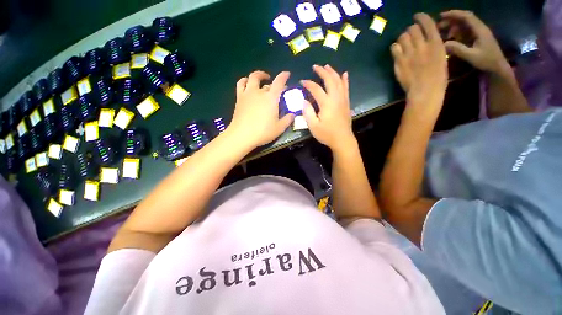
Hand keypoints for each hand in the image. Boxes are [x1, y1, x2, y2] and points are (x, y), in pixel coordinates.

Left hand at [227, 70, 294, 148]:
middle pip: (268, 83)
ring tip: (262, 78)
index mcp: (271, 98)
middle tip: (277, 89)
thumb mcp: (279, 128)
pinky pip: (241, 84)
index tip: (287, 74)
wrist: (242, 135)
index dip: (284, 76)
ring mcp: (248, 93)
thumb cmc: (263, 132)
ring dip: (259, 76)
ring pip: (252, 78)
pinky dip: (245, 81)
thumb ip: (287, 120)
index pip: (279, 82)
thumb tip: (292, 114)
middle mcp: (260, 92)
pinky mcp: (239, 98)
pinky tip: (247, 83)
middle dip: (274, 84)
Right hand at [301, 64, 355, 151]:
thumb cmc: (327, 134)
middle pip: (330, 80)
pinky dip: (345, 80)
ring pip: (339, 81)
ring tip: (327, 66)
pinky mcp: (346, 102)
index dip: (308, 83)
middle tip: (315, 66)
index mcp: (326, 103)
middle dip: (322, 71)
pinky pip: (346, 88)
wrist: (342, 140)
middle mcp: (336, 98)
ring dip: (332, 72)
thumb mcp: (313, 126)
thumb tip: (304, 101)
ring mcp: (343, 99)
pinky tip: (344, 74)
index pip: (316, 89)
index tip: (302, 81)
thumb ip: (307, 112)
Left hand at [391, 13, 447, 110]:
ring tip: (404, 43)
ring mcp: (409, 53)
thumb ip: (435, 46)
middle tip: (411, 35)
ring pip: (402, 36)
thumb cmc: (438, 78)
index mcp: (436, 43)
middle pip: (412, 28)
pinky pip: (394, 48)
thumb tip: (427, 39)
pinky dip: (395, 47)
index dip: (421, 17)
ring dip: (403, 38)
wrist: (425, 91)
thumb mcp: (442, 57)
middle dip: (411, 30)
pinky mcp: (399, 62)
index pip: (427, 23)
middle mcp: (422, 45)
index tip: (416, 16)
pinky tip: (398, 51)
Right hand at [440, 10, 509, 73]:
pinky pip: (464, 32)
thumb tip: (443, 44)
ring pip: (464, 25)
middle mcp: (479, 28)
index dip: (454, 14)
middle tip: (438, 26)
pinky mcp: (476, 39)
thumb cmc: (486, 61)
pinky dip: (456, 33)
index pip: (466, 17)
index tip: (441, 16)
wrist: (497, 68)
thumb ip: (458, 49)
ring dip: (452, 27)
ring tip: (442, 32)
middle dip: (451, 20)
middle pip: (464, 19)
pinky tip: (449, 38)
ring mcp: (478, 33)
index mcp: (479, 30)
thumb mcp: (471, 56)